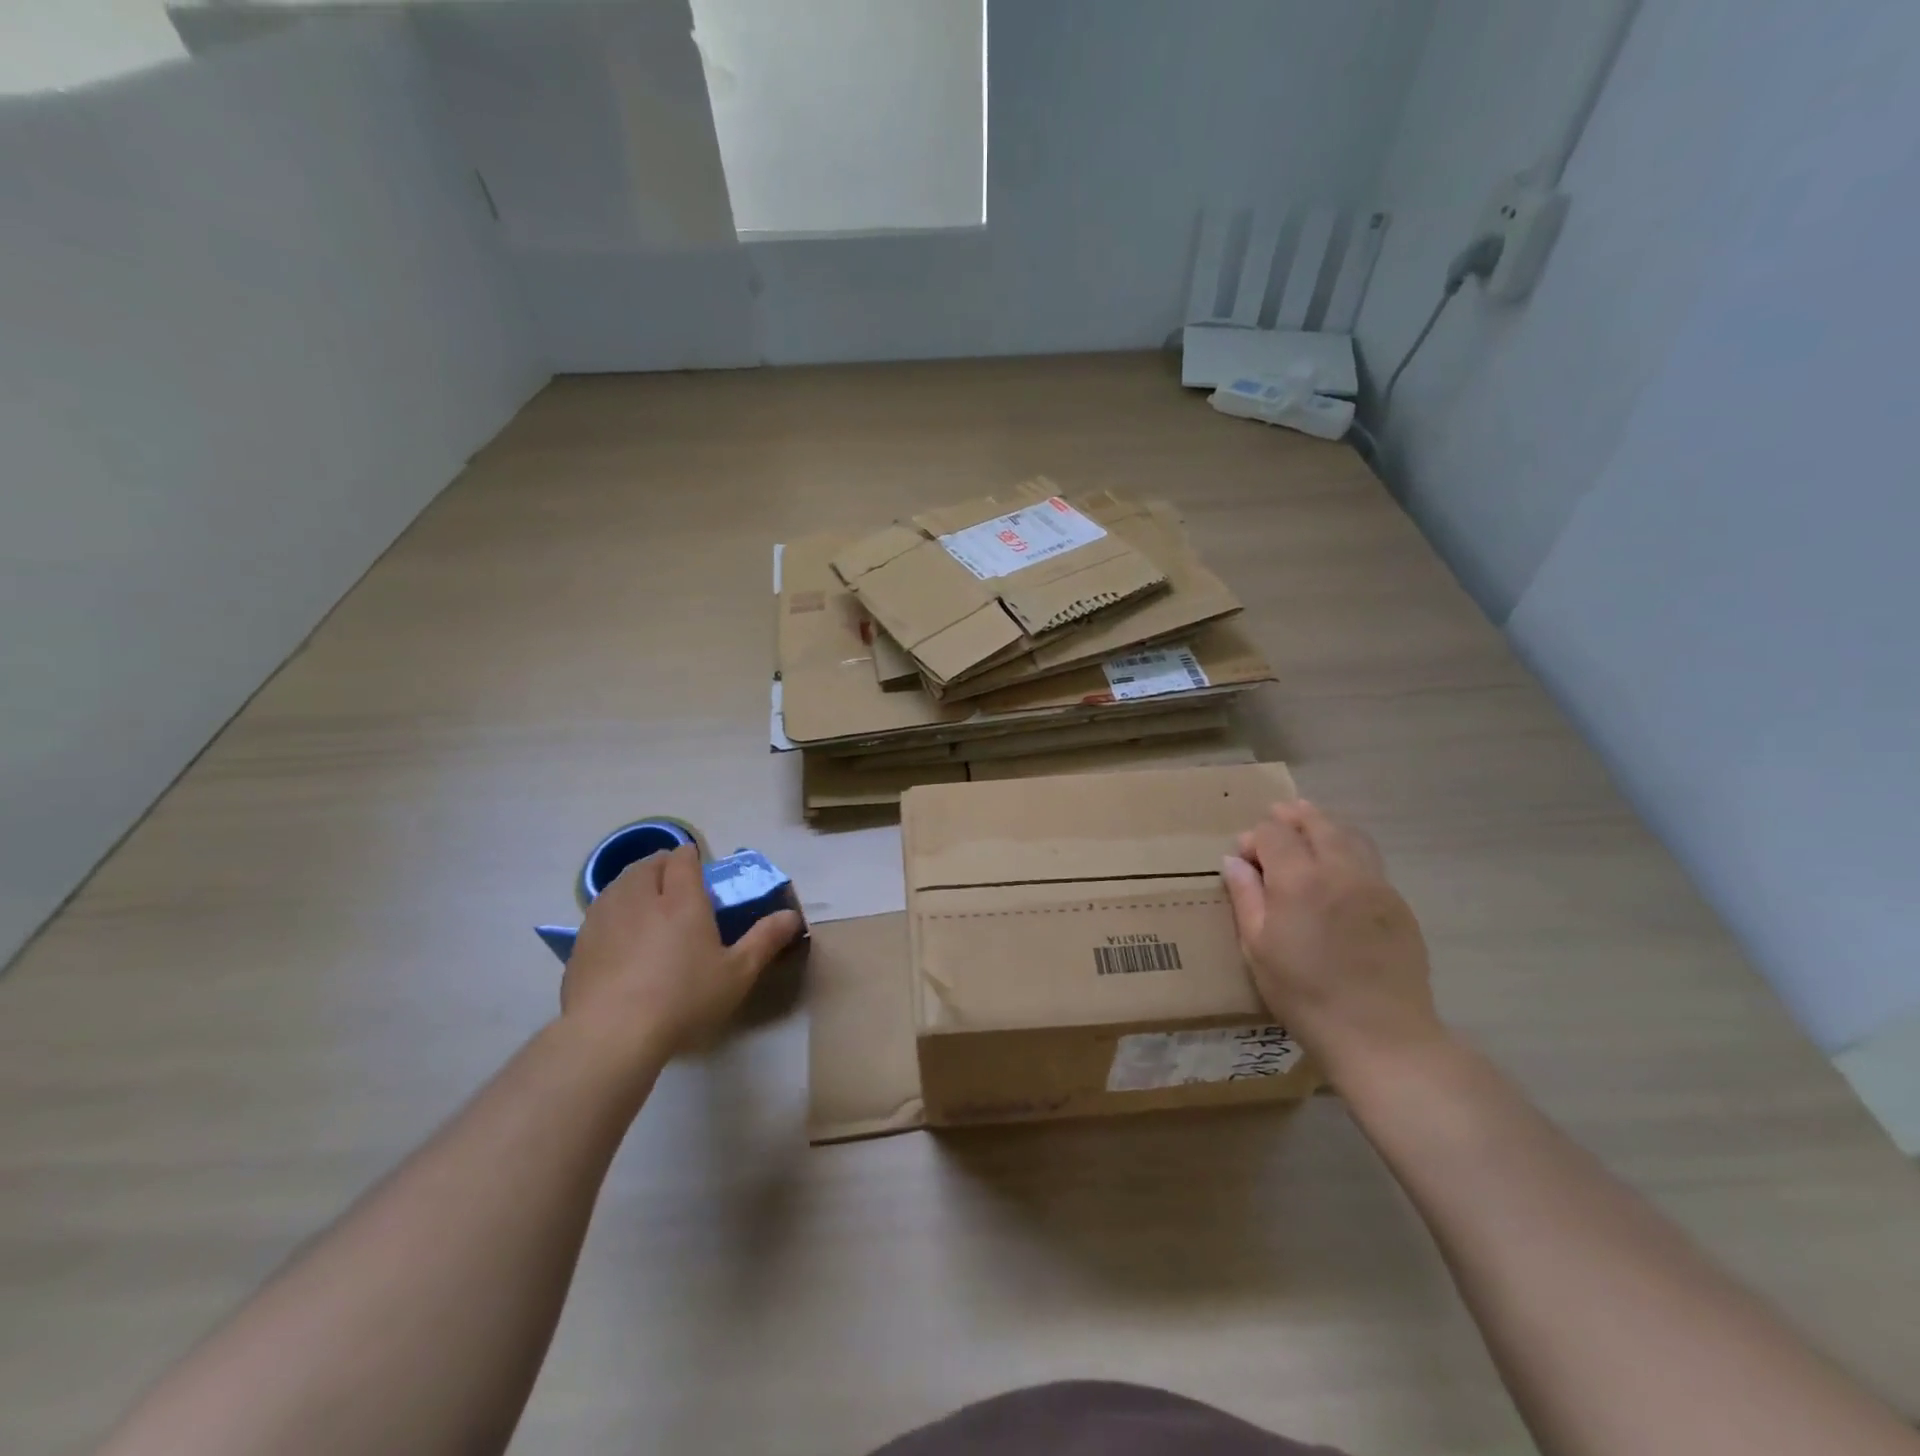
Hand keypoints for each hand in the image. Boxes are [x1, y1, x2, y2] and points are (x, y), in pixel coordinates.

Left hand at [560, 844, 800, 1066]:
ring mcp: (605, 917)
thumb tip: (792, 915)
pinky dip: (613, 913)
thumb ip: (765, 940)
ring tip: (647, 907)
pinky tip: (620, 940)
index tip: (700, 872)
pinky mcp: (580, 943)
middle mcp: (640, 896)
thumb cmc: (683, 999)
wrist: (610, 1035)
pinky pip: (600, 913)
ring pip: (620, 884)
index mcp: (681, 898)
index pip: (683, 858)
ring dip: (635, 885)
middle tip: (676, 888)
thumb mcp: (737, 973)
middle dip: (663, 866)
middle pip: (648, 864)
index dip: (692, 858)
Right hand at [1221, 800, 1443, 1083]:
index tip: (1243, 857)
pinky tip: (1336, 873)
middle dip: (1292, 817)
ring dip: (1324, 827)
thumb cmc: (1304, 994)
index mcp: (1299, 880)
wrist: (1380, 1034)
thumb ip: (1246, 897)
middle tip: (1275, 820)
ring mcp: (1375, 884)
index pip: (1273, 832)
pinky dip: (1347, 851)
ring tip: (1307, 834)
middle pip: (1316, 822)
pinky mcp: (1398, 903)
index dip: (1254, 837)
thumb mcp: (1257, 948)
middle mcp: (1340, 870)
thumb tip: (1234, 861)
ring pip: (1349, 835)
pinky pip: (1369, 861)